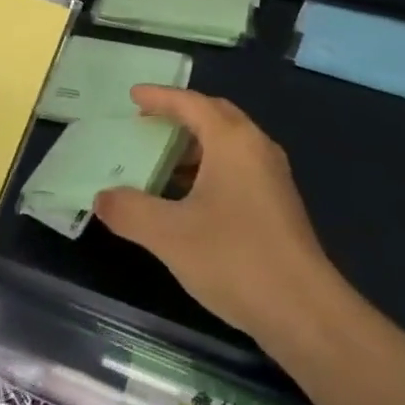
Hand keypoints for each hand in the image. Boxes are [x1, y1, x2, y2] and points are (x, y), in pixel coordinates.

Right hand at [94, 88, 333, 338]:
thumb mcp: (170, 235)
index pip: (191, 103)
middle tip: (148, 121)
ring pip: (229, 145)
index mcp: (232, 141)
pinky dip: (210, 170)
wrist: (303, 309)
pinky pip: (238, 168)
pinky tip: (191, 200)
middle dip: (181, 115)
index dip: (160, 97)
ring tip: (162, 162)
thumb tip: (102, 197)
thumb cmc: (234, 258)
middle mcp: (256, 147)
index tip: (133, 95)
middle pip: (215, 116)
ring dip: (195, 146)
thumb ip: (130, 211)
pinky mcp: (278, 204)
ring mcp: (272, 176)